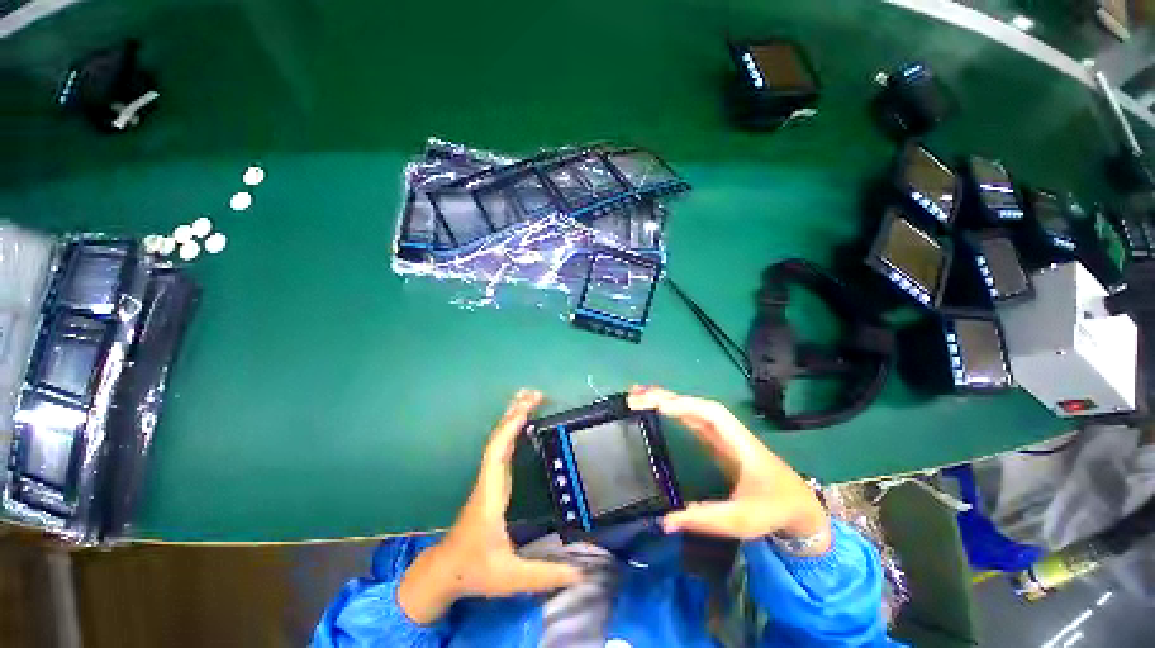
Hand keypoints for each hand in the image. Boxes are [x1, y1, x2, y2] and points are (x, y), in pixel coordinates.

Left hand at [398, 390, 582, 623]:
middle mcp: (488, 480)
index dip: (510, 430)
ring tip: (529, 398)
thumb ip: (547, 575)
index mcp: (490, 494)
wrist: (445, 571)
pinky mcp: (492, 482)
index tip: (526, 409)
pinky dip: (512, 430)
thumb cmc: (474, 569)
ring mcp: (489, 479)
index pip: (497, 454)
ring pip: (499, 440)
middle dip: (514, 413)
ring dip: (513, 417)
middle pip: (498, 439)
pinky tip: (522, 423)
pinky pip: (502, 448)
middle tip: (534, 393)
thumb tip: (584, 572)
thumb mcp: (511, 577)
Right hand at [627, 386, 830, 553]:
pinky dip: (672, 409)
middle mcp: (727, 431)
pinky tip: (657, 408)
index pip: (710, 414)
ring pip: (691, 408)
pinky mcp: (715, 440)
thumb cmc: (772, 509)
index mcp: (737, 442)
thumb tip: (665, 521)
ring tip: (638, 395)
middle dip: (666, 397)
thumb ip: (704, 519)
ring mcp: (721, 434)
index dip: (684, 406)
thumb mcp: (741, 520)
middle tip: (635, 397)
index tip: (657, 406)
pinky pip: (691, 418)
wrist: (797, 505)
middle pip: (695, 405)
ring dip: (666, 399)